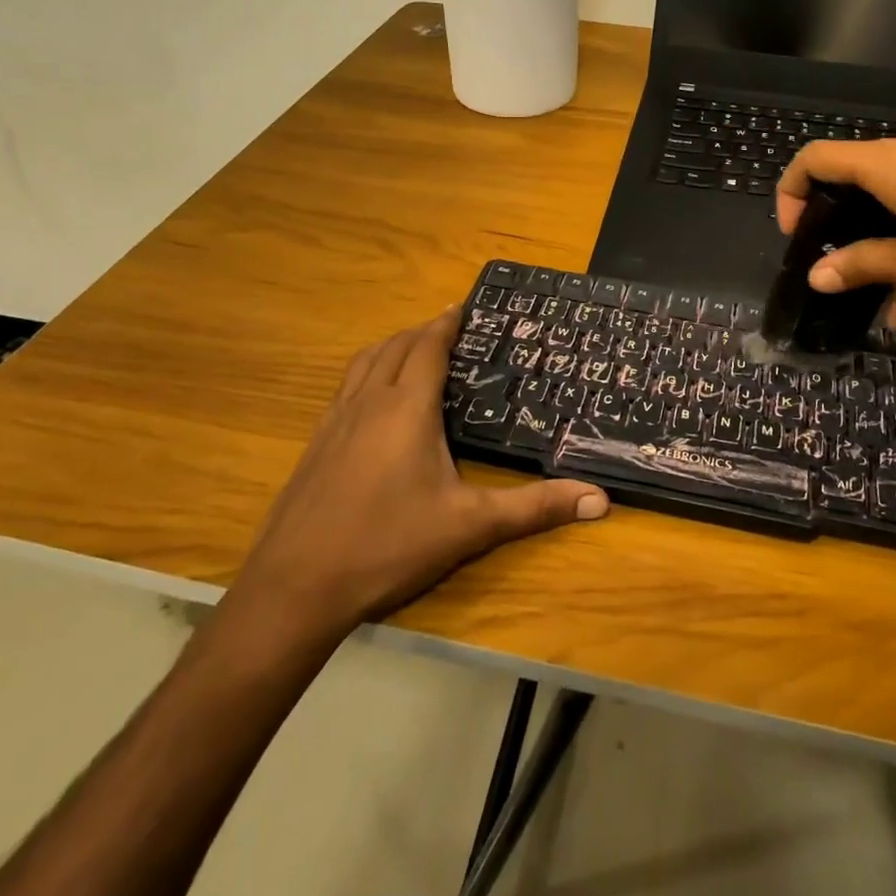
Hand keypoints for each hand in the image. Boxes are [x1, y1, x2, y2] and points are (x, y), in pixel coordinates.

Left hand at [229, 307, 607, 635]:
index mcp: (406, 408)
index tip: (464, 306)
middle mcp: (368, 403)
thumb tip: (600, 500)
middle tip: (450, 329)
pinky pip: (345, 388)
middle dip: (422, 331)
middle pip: (395, 347)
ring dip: (391, 347)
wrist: (294, 588)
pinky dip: (366, 374)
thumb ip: (534, 509)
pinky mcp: (314, 445)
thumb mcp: (469, 527)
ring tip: (414, 351)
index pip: (428, 347)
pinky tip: (373, 403)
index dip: (446, 323)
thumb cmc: (387, 546)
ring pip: (364, 363)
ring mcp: (334, 422)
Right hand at [776, 132, 895, 322]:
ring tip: (893, 304)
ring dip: (884, 244)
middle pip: (854, 178)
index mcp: (887, 164)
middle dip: (841, 228)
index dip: (791, 192)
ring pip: (895, 198)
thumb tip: (816, 276)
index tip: (796, 236)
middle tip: (841, 270)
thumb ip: (863, 265)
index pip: (815, 159)